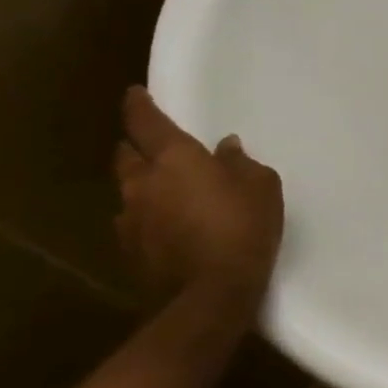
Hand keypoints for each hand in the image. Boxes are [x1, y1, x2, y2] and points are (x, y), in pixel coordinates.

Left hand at [113, 86, 283, 304]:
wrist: (210, 294)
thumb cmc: (242, 226)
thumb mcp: (260, 186)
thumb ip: (240, 162)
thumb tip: (225, 148)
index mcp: (173, 159)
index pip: (145, 122)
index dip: (138, 105)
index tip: (134, 94)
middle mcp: (142, 184)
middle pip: (126, 155)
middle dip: (136, 146)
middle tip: (152, 145)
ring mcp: (130, 220)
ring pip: (127, 190)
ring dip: (142, 184)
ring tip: (164, 189)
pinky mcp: (129, 252)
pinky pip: (133, 222)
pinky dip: (147, 216)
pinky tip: (166, 224)